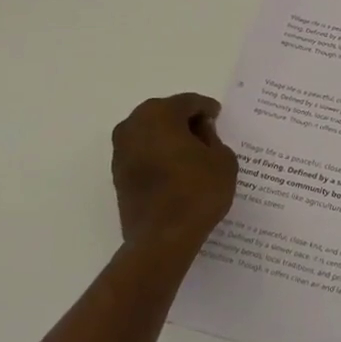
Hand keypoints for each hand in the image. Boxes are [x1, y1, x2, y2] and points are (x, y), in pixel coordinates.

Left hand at [111, 93, 238, 249]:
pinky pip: (144, 153)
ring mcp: (121, 150)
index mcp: (160, 114)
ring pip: (151, 133)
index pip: (188, 102)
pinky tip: (177, 170)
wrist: (162, 238)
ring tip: (193, 154)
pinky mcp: (118, 174)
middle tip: (207, 134)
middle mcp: (134, 125)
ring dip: (170, 139)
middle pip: (165, 114)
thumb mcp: (222, 159)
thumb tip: (201, 132)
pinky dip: (159, 155)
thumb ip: (213, 138)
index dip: (207, 108)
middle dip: (185, 121)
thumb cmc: (197, 192)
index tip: (218, 117)